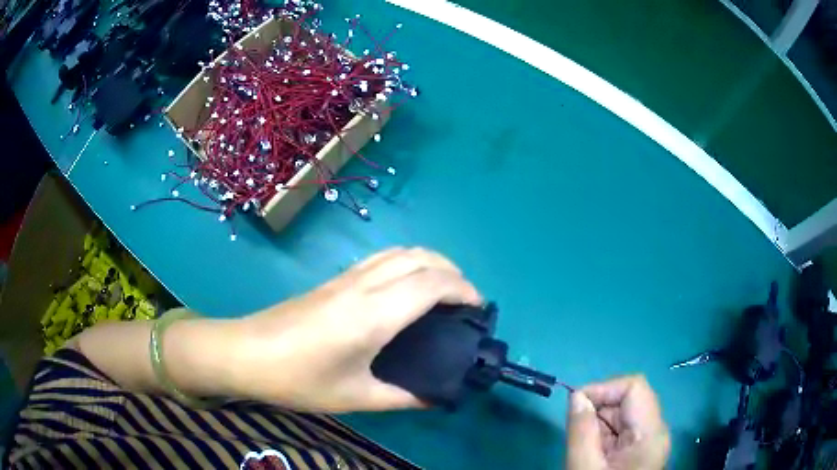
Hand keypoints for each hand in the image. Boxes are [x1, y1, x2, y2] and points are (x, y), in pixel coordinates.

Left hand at [221, 247, 482, 412]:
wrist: (246, 353)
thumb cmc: (299, 379)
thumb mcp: (355, 396)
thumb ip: (401, 397)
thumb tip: (434, 397)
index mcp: (374, 314)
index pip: (432, 284)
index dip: (464, 290)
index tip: (479, 310)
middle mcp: (364, 285)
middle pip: (421, 257)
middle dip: (453, 272)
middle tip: (465, 302)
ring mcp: (347, 277)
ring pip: (400, 251)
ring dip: (430, 262)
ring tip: (442, 291)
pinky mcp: (334, 279)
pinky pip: (382, 258)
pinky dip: (408, 263)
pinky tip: (405, 289)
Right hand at [566, 375, 669, 469]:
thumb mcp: (584, 467)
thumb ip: (581, 430)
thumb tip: (576, 396)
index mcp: (650, 433)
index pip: (634, 387)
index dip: (605, 388)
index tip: (576, 404)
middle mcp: (655, 431)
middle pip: (630, 399)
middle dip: (599, 409)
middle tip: (576, 431)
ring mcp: (650, 441)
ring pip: (624, 414)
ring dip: (599, 423)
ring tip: (584, 446)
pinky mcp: (641, 449)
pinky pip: (622, 431)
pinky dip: (604, 435)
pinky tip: (593, 452)